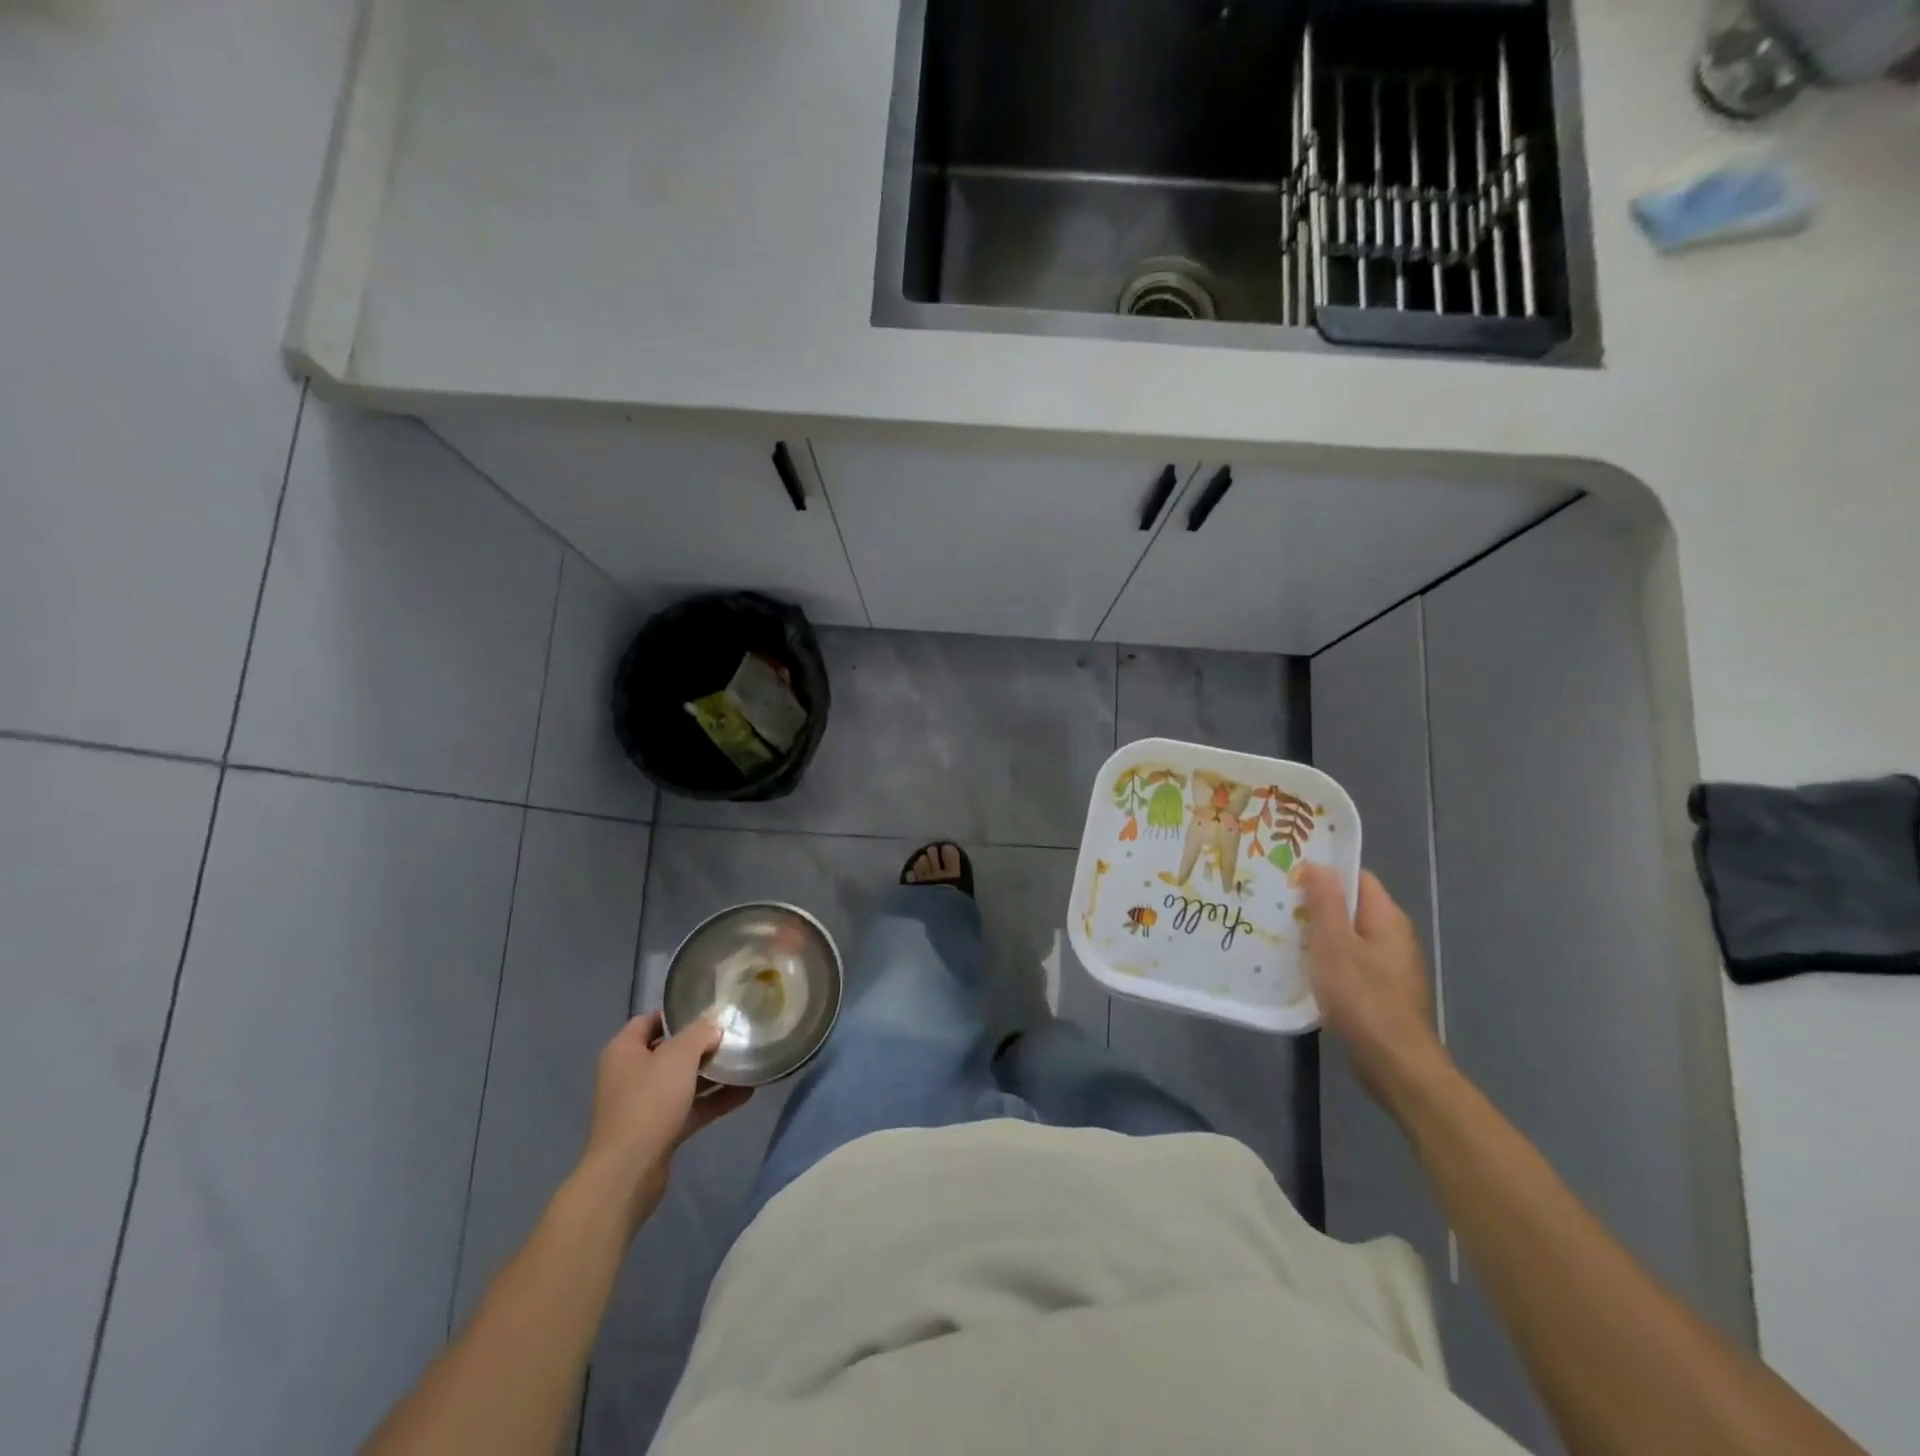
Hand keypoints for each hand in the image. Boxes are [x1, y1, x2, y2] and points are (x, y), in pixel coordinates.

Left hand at [575, 1012, 750, 1230]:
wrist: (628, 1172)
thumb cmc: (648, 1102)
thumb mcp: (679, 1056)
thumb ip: (699, 1033)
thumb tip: (713, 1024)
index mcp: (624, 1051)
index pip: (649, 1021)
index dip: (677, 1014)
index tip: (708, 1012)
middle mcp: (629, 1075)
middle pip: (668, 1052)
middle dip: (700, 1045)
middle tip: (732, 1036)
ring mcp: (643, 1105)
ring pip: (681, 1082)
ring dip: (710, 1074)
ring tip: (744, 1062)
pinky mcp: (657, 1131)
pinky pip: (689, 1108)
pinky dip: (713, 1101)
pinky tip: (745, 1093)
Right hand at [1294, 864, 1449, 1112]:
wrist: (1393, 1063)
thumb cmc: (1362, 996)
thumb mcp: (1334, 943)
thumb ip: (1325, 902)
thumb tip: (1318, 864)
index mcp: (1387, 918)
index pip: (1358, 879)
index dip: (1326, 874)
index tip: (1290, 877)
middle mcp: (1394, 937)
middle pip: (1352, 908)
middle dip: (1317, 905)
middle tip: (1279, 905)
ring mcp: (1390, 966)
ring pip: (1348, 937)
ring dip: (1319, 935)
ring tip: (1282, 935)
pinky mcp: (1381, 991)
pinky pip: (1350, 962)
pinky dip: (1328, 961)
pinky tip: (1303, 969)